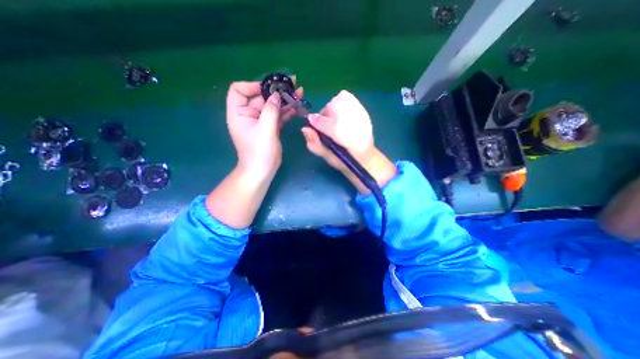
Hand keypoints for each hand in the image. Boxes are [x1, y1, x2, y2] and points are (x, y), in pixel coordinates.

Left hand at [226, 80, 302, 177]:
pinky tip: (296, 106)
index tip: (270, 88)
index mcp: (239, 113)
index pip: (239, 90)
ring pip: (272, 106)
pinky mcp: (270, 128)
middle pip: (260, 97)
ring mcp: (261, 122)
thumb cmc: (259, 152)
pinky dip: (286, 111)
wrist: (262, 171)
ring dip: (284, 100)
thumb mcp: (265, 129)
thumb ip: (271, 110)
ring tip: (299, 91)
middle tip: (292, 83)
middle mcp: (248, 115)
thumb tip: (276, 95)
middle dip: (276, 91)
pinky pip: (278, 116)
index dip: (253, 85)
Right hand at [300, 91, 395, 194]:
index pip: (323, 122)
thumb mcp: (327, 157)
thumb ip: (315, 144)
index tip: (313, 126)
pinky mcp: (362, 110)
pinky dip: (341, 102)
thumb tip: (304, 129)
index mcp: (341, 135)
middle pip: (329, 108)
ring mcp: (358, 113)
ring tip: (336, 121)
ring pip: (337, 100)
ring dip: (332, 109)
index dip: (315, 123)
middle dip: (325, 116)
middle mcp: (351, 121)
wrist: (364, 158)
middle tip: (328, 127)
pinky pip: (347, 97)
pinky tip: (342, 113)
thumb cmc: (344, 160)